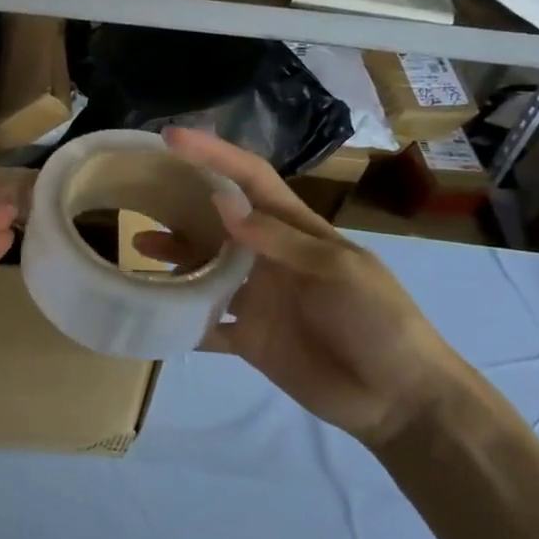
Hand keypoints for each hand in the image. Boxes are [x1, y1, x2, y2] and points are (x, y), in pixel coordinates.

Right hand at [137, 129, 468, 446]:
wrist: (401, 400)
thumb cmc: (379, 321)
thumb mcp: (339, 271)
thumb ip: (280, 240)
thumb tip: (223, 204)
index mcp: (295, 230)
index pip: (249, 179)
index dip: (214, 155)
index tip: (172, 138)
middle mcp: (269, 257)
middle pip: (217, 220)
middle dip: (180, 203)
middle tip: (137, 193)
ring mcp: (257, 298)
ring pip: (204, 268)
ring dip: (173, 256)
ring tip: (138, 247)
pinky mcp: (249, 338)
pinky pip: (205, 323)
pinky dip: (180, 318)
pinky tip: (150, 312)